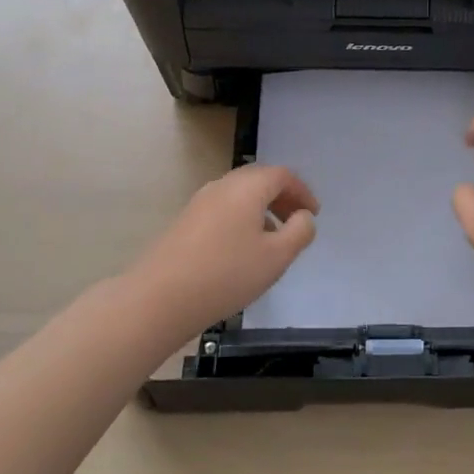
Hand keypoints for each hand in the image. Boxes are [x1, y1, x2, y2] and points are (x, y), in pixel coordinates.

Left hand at [129, 165, 317, 335]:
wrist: (159, 297)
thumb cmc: (226, 274)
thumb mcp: (276, 257)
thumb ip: (299, 232)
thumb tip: (303, 217)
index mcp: (248, 187)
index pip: (282, 175)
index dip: (302, 192)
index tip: (314, 214)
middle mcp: (224, 185)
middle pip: (260, 180)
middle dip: (282, 198)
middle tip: (296, 221)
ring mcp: (200, 201)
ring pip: (240, 195)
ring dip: (261, 209)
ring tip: (272, 239)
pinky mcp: (185, 221)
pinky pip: (223, 209)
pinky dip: (241, 219)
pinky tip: (241, 250)